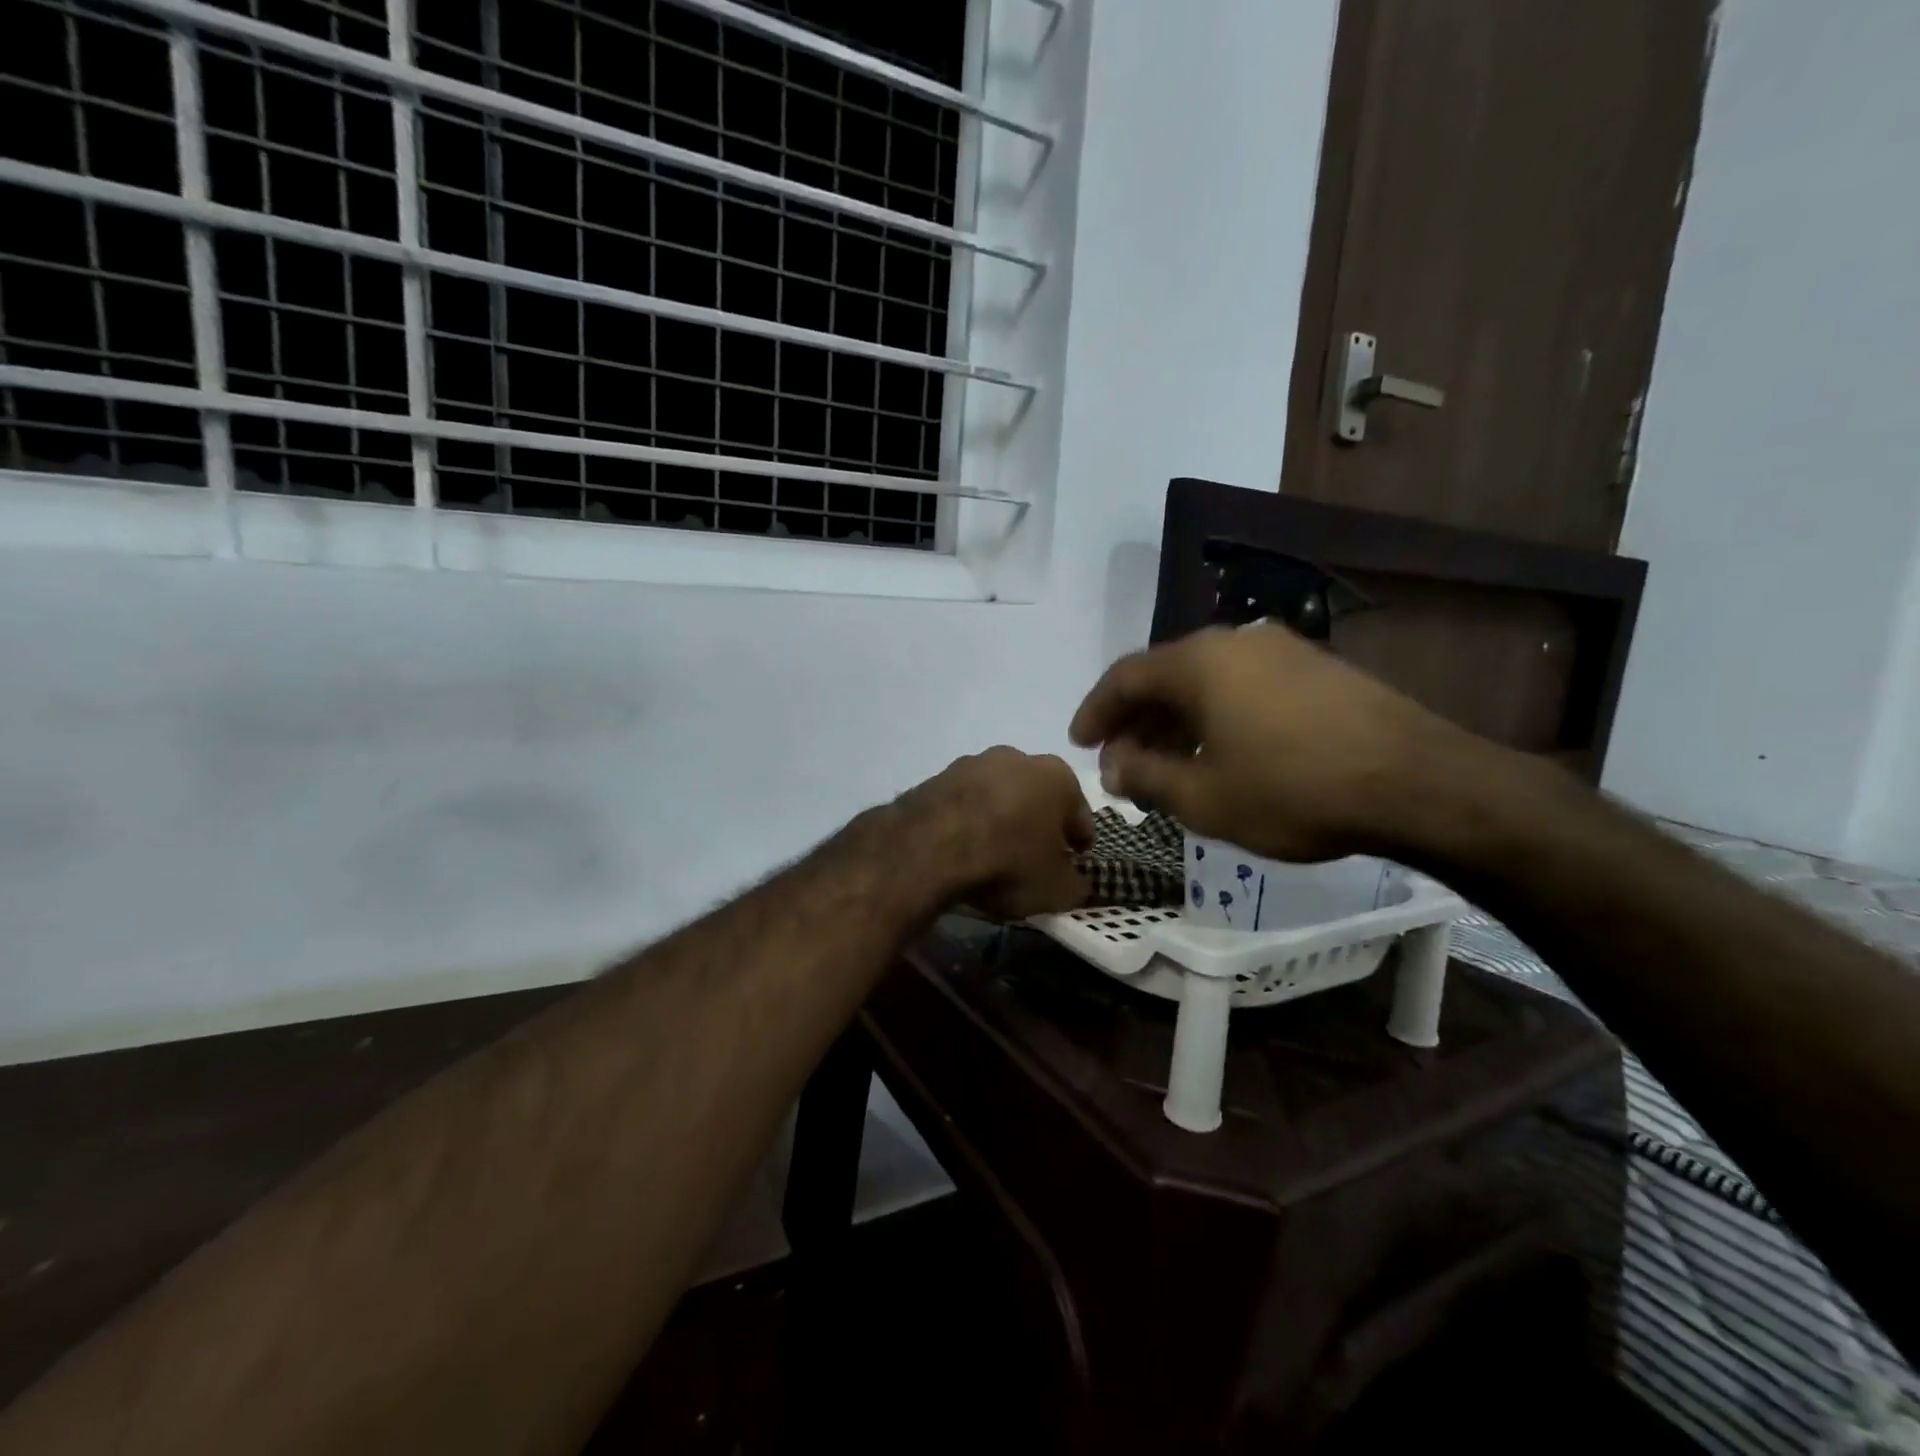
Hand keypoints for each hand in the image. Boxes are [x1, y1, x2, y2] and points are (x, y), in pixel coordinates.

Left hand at [898, 747, 1094, 918]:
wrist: (929, 848)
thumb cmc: (1008, 862)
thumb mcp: (1056, 889)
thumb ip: (1075, 886)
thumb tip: (1076, 885)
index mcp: (1056, 775)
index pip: (1079, 813)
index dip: (1080, 840)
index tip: (1076, 860)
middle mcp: (1015, 758)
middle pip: (1036, 797)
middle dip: (1038, 823)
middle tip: (1036, 857)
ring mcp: (970, 763)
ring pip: (997, 796)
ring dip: (1000, 819)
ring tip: (994, 855)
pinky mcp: (935, 778)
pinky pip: (962, 805)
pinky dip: (967, 823)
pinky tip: (962, 850)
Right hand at [1069, 625, 1476, 861]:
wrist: (1417, 783)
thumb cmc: (1293, 791)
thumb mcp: (1203, 797)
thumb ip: (1145, 777)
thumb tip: (1115, 765)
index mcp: (1198, 662)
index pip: (1124, 678)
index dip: (1095, 711)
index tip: (1078, 743)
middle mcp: (1234, 641)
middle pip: (1165, 676)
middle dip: (1135, 722)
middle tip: (1122, 764)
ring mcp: (1281, 650)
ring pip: (1206, 682)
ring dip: (1176, 721)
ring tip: (1167, 765)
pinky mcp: (1316, 669)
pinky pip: (1243, 686)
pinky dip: (1216, 716)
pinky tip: (1220, 752)